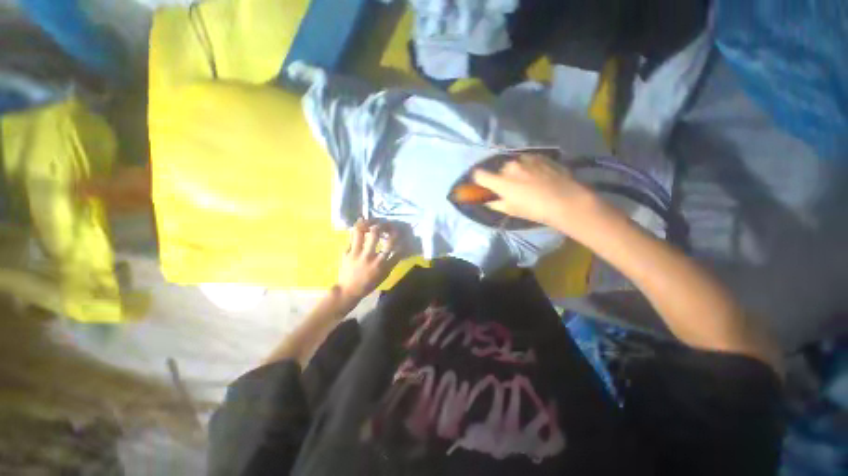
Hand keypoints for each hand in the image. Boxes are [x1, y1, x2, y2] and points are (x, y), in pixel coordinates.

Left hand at [336, 219, 401, 305]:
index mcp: (380, 263)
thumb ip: (392, 262)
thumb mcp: (384, 275)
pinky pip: (352, 237)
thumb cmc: (369, 284)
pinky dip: (357, 228)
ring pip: (361, 232)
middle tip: (384, 222)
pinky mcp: (347, 252)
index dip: (396, 235)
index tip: (398, 230)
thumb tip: (400, 249)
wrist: (348, 290)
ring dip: (366, 223)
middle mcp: (369, 255)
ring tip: (371, 219)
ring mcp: (356, 252)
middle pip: (376, 234)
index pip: (392, 245)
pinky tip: (360, 223)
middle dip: (381, 224)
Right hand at [472, 154, 598, 232]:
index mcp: (500, 181)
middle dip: (502, 177)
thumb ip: (495, 204)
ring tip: (529, 181)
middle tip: (512, 188)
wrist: (566, 200)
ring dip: (517, 171)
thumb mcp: (511, 210)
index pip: (479, 175)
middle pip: (499, 170)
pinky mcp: (540, 156)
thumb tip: (488, 201)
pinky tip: (540, 176)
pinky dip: (529, 167)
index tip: (483, 184)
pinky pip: (528, 160)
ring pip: (514, 164)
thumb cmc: (534, 209)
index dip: (478, 179)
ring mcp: (526, 159)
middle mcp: (510, 166)